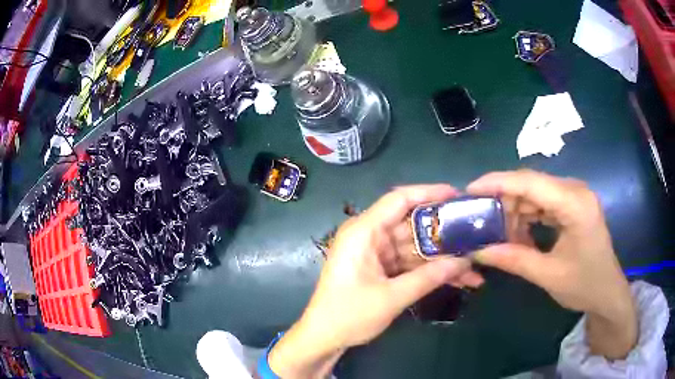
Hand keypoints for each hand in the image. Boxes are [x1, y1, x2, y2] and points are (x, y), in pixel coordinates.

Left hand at [269, 185, 483, 377]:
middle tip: (476, 234)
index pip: (399, 200)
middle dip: (445, 234)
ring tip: (474, 266)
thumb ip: (429, 277)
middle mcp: (370, 236)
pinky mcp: (381, 268)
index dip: (429, 193)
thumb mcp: (391, 297)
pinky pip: (410, 263)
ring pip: (416, 247)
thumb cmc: (348, 315)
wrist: (323, 338)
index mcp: (364, 231)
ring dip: (442, 258)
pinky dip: (430, 270)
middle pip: (413, 224)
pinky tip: (457, 279)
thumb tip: (464, 262)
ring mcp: (376, 253)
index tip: (458, 196)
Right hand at [467, 170, 636, 359]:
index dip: (497, 182)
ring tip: (499, 234)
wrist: (607, 292)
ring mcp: (575, 196)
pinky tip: (519, 235)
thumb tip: (477, 251)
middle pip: (531, 184)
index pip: (530, 182)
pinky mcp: (572, 205)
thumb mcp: (548, 275)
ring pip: (535, 193)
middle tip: (480, 221)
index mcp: (575, 203)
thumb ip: (513, 259)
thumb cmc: (584, 285)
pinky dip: (528, 217)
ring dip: (515, 211)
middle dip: (504, 201)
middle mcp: (575, 190)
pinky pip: (543, 203)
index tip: (469, 190)